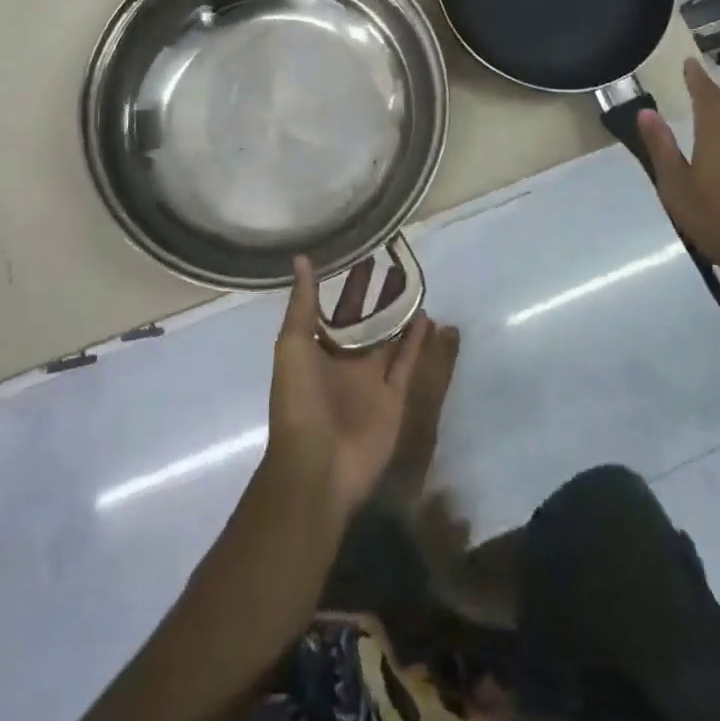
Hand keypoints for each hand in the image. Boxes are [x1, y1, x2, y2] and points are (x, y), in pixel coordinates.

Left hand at [265, 255, 430, 518]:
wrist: (317, 466)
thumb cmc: (300, 401)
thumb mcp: (293, 345)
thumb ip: (303, 304)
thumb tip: (301, 258)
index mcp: (318, 350)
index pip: (336, 309)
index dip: (350, 284)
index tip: (365, 254)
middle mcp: (346, 362)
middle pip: (366, 321)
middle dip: (377, 294)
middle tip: (395, 261)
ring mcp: (371, 380)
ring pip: (389, 338)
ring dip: (399, 313)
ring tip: (414, 282)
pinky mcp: (394, 397)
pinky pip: (406, 363)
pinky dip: (416, 342)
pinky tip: (426, 317)